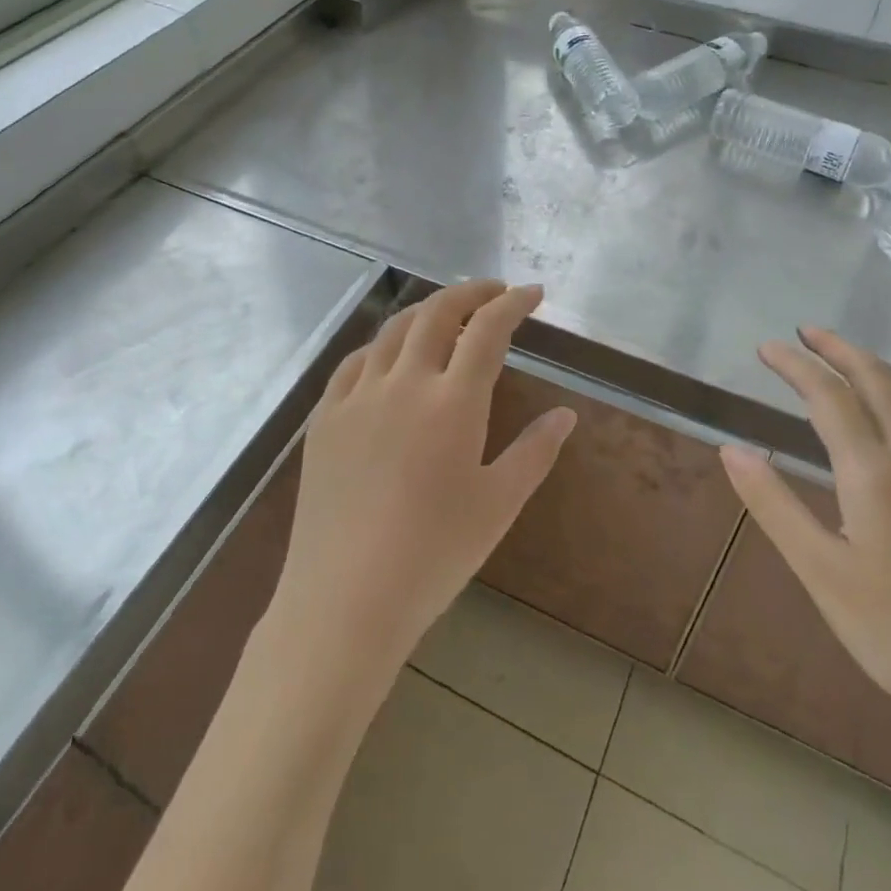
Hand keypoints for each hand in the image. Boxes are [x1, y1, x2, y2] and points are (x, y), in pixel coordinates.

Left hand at [269, 279, 575, 671]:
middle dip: (470, 293)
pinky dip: (381, 345)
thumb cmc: (433, 555)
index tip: (532, 294)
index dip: (513, 303)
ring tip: (447, 316)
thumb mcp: (498, 505)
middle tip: (494, 292)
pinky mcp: (325, 416)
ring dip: (426, 311)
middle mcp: (403, 382)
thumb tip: (565, 414)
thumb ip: (535, 451)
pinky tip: (388, 357)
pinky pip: (354, 361)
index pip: (488, 330)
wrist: (345, 598)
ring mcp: (357, 395)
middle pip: (437, 313)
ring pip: (393, 329)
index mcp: (453, 401)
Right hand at [720, 328, 890, 746]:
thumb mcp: (820, 572)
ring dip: (879, 370)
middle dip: (840, 350)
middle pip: (880, 381)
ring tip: (850, 362)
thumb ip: (772, 504)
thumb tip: (732, 448)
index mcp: (876, 474)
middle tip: (808, 333)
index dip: (794, 365)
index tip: (767, 347)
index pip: (828, 396)